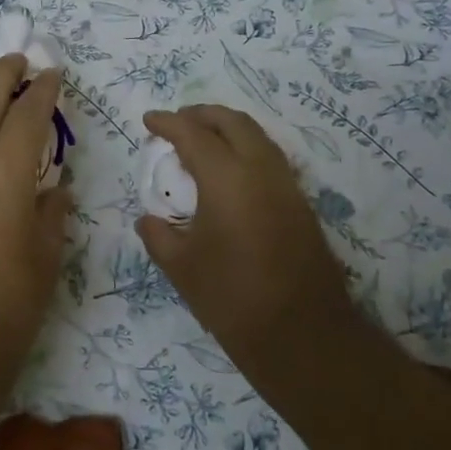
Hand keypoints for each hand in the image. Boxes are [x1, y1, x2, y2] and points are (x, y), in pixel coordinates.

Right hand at [136, 105, 357, 378]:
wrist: (302, 335)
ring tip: (201, 142)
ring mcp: (287, 187)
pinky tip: (228, 174)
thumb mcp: (181, 267)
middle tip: (177, 121)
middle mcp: (261, 172)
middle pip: (234, 123)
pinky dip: (245, 151)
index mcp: (227, 179)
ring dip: (227, 130)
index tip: (148, 120)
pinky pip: (270, 160)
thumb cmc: (231, 298)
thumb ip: (158, 235)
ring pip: (258, 138)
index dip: (168, 123)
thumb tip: (149, 220)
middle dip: (202, 114)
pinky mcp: (301, 206)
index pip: (193, 134)